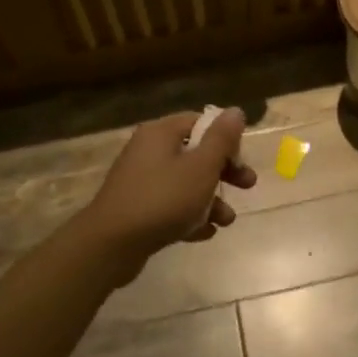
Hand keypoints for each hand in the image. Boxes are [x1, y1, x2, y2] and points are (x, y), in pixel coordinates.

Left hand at [78, 109, 257, 277]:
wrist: (110, 245)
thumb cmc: (163, 199)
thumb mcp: (201, 167)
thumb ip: (222, 139)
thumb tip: (235, 111)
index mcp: (161, 133)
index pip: (200, 122)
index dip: (225, 138)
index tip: (241, 159)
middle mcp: (148, 151)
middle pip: (195, 154)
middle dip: (224, 172)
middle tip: (247, 186)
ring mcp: (141, 181)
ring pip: (186, 183)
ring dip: (211, 200)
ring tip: (226, 221)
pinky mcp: (137, 209)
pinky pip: (171, 206)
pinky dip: (190, 216)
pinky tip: (204, 233)